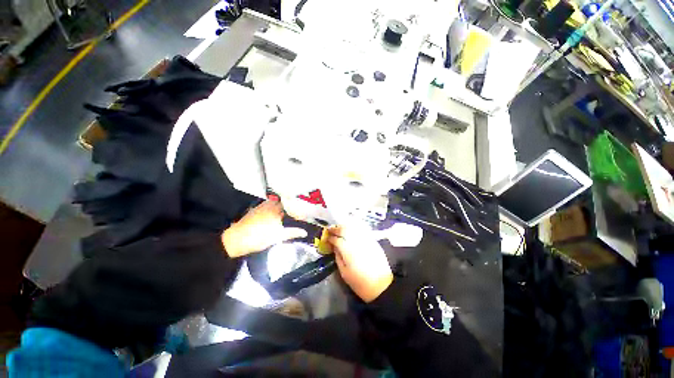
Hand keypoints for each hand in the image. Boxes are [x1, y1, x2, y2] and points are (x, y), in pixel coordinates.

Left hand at [222, 201, 307, 257]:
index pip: (291, 204)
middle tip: (296, 212)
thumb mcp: (278, 236)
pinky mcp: (255, 209)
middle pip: (284, 202)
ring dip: (282, 206)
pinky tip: (274, 216)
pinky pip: (268, 205)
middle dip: (290, 206)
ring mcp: (261, 206)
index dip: (298, 207)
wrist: (236, 240)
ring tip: (287, 213)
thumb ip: (292, 232)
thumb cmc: (259, 238)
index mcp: (277, 209)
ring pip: (276, 203)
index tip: (302, 212)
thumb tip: (304, 232)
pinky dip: (274, 208)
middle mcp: (270, 205)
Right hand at [327, 226, 392, 302]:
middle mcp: (357, 242)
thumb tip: (334, 247)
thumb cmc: (360, 282)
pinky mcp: (373, 241)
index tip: (326, 238)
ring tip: (340, 229)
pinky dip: (354, 228)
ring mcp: (366, 240)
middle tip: (331, 230)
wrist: (381, 286)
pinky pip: (362, 230)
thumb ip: (338, 257)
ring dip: (345, 226)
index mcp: (348, 251)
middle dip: (336, 229)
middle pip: (345, 230)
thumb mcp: (344, 273)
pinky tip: (351, 230)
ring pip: (354, 227)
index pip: (337, 239)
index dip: (330, 237)